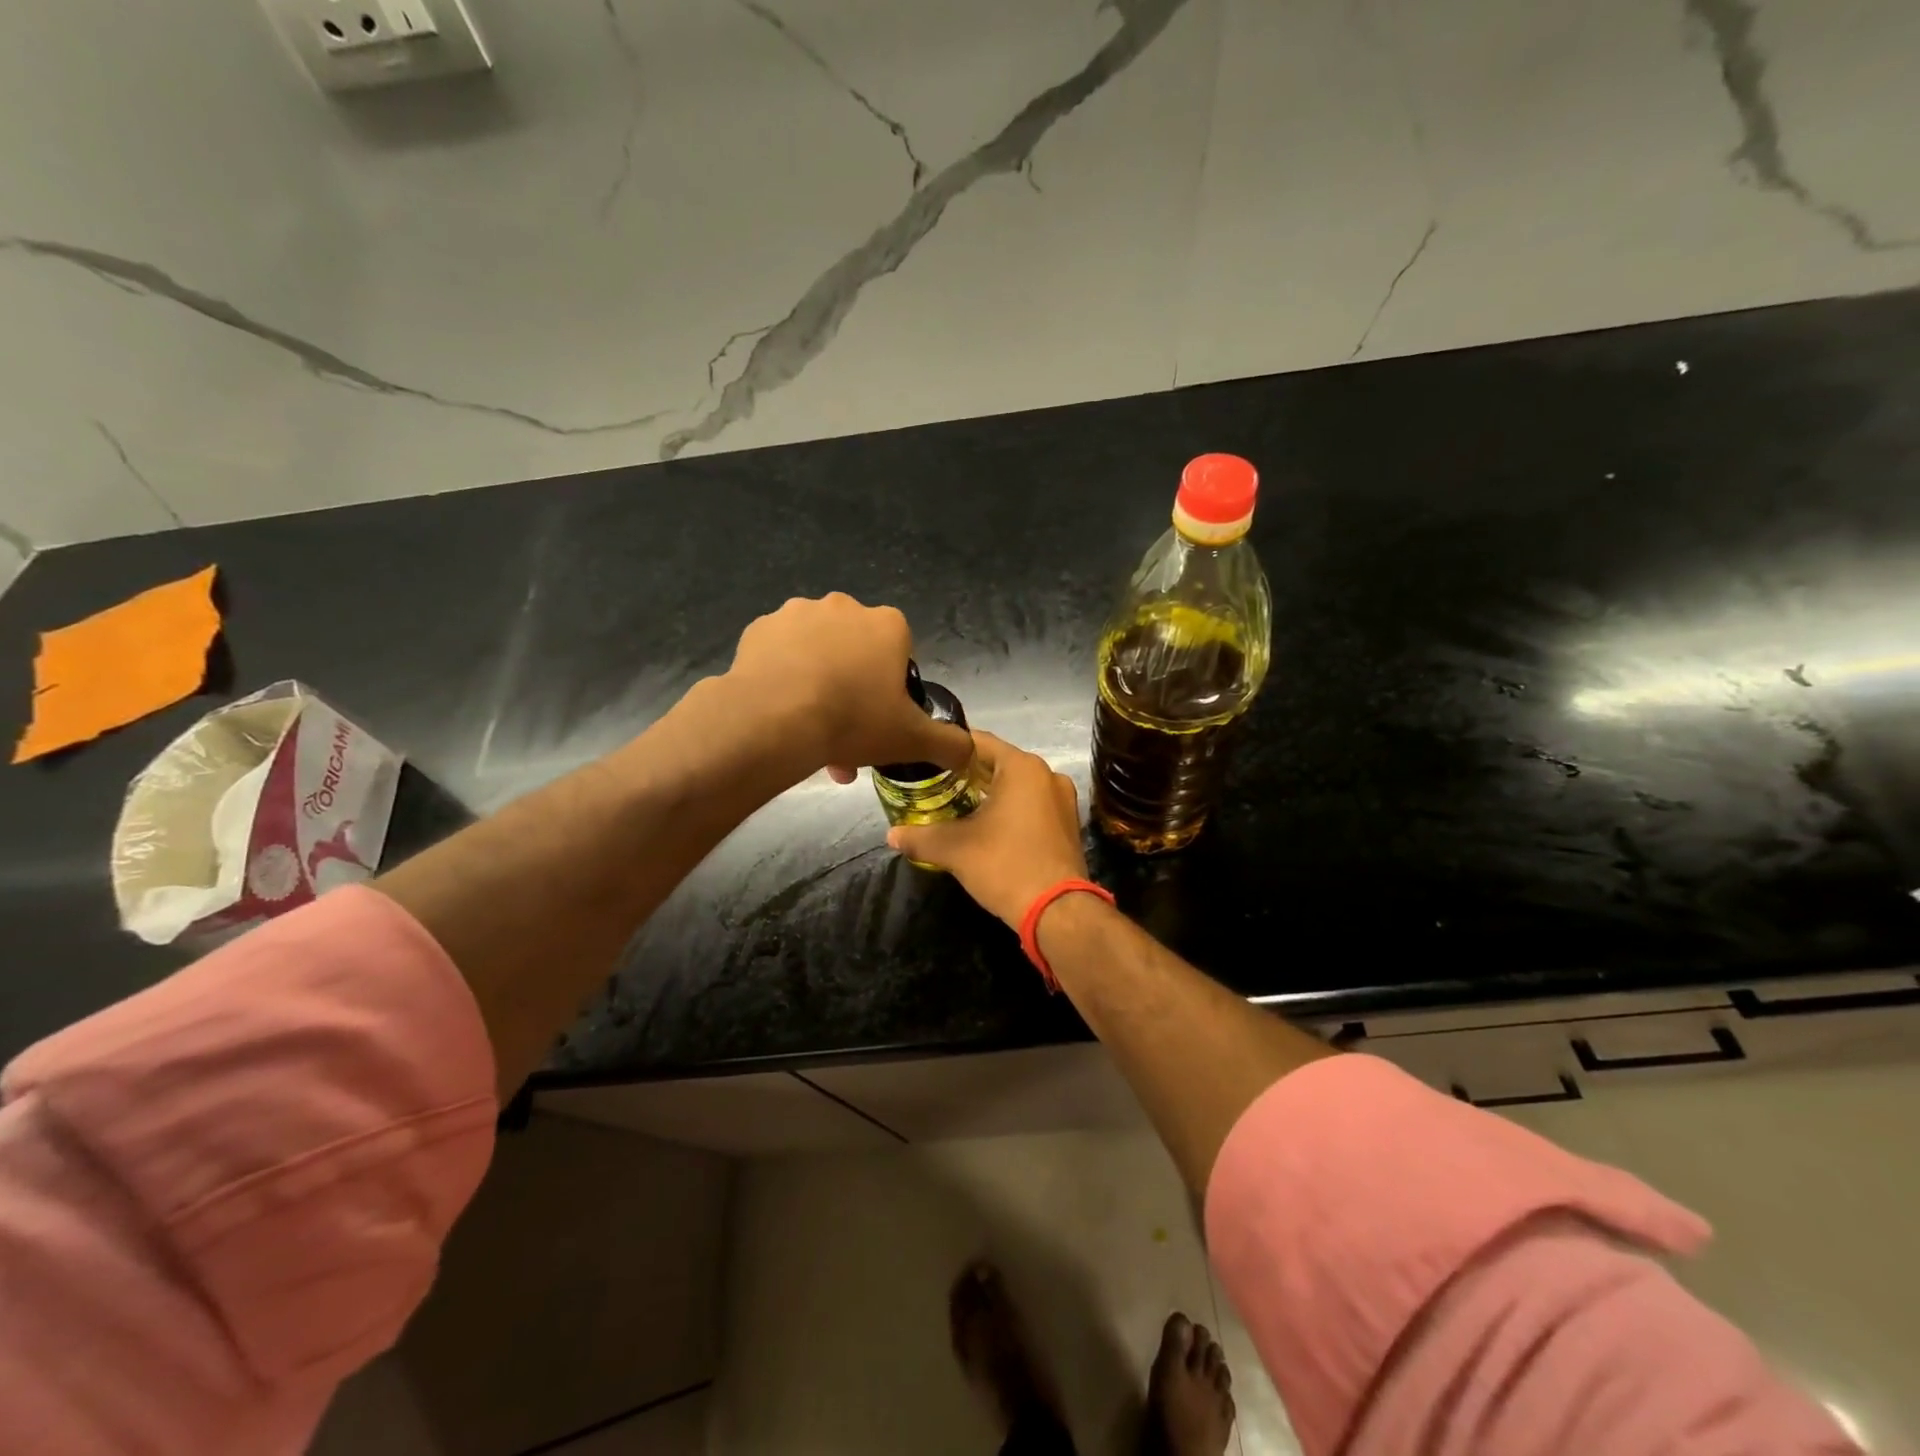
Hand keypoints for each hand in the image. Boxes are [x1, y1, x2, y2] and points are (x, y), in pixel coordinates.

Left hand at [726, 593, 971, 780]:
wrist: (774, 719)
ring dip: (818, 685)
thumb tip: (969, 753)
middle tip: (845, 734)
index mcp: (887, 625)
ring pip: (816, 653)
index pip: (899, 651)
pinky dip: (782, 678)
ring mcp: (797, 613)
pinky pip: (779, 654)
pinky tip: (780, 712)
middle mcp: (845, 607)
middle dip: (852, 690)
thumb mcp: (912, 740)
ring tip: (809, 733)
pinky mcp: (760, 628)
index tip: (880, 718)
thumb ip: (949, 744)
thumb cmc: (853, 720)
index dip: (892, 687)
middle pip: (855, 652)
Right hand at [886, 731, 1088, 928]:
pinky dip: (1011, 809)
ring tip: (957, 806)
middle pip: (999, 763)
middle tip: (935, 784)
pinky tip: (988, 826)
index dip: (949, 748)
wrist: (1058, 911)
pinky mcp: (1068, 824)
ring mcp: (1063, 800)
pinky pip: (1033, 805)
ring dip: (990, 793)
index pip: (978, 742)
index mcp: (1022, 767)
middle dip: (967, 774)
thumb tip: (892, 835)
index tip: (926, 759)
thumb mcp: (955, 850)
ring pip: (1017, 786)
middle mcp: (1047, 775)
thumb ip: (920, 837)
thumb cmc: (1005, 865)